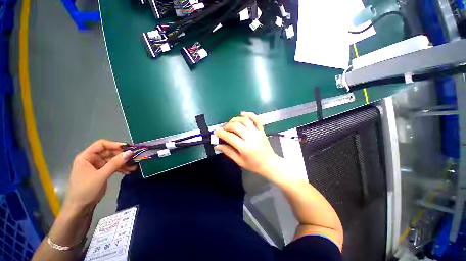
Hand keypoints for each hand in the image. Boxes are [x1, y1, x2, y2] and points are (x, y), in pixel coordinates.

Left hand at [62, 140, 135, 212]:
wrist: (80, 208)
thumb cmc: (86, 189)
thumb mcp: (101, 176)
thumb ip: (115, 163)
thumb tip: (130, 152)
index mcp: (86, 157)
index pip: (101, 144)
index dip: (115, 145)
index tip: (128, 149)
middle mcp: (92, 159)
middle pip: (109, 152)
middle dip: (122, 155)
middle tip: (134, 159)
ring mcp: (97, 166)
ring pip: (113, 160)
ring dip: (124, 163)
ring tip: (134, 167)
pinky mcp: (102, 172)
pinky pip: (113, 167)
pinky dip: (121, 168)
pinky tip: (129, 171)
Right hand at [214, 112, 280, 177]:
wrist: (270, 164)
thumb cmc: (254, 165)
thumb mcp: (239, 161)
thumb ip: (228, 152)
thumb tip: (217, 145)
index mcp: (245, 148)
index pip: (230, 137)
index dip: (221, 133)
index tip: (216, 132)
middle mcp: (251, 138)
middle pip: (236, 126)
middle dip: (227, 126)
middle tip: (224, 129)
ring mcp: (258, 132)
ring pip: (245, 120)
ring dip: (235, 119)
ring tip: (231, 123)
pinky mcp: (262, 130)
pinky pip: (256, 119)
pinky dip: (249, 114)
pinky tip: (242, 114)